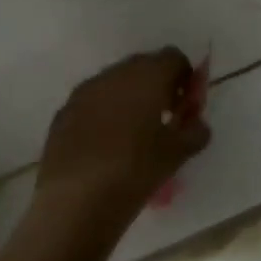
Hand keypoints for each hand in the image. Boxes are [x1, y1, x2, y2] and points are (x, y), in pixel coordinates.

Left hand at [32, 49, 210, 230]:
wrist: (75, 201)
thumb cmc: (135, 170)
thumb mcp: (176, 154)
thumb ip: (194, 132)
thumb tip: (197, 125)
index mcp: (148, 75)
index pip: (174, 58)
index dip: (185, 78)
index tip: (186, 106)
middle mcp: (116, 74)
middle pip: (144, 66)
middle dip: (157, 86)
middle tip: (164, 118)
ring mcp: (85, 91)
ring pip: (115, 83)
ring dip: (129, 98)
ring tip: (134, 134)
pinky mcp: (63, 113)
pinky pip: (92, 102)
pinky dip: (104, 113)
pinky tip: (106, 146)